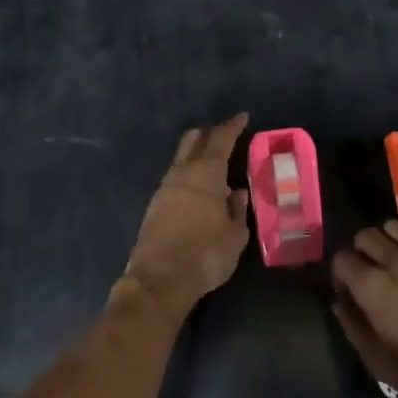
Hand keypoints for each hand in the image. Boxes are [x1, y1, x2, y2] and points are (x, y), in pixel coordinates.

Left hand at [125, 114, 250, 312]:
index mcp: (206, 174)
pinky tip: (196, 187)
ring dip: (196, 153)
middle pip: (194, 140)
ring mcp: (164, 188)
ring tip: (212, 162)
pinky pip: (174, 177)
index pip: (221, 140)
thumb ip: (237, 210)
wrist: (159, 281)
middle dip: (210, 133)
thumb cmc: (205, 255)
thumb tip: (236, 193)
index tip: (242, 117)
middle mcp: (182, 173)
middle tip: (225, 134)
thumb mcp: (235, 236)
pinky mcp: (154, 205)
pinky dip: (187, 173)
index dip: (233, 126)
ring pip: (181, 158)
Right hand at [332, 215, 397, 397]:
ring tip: (397, 261)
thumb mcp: (374, 360)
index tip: (349, 291)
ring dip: (390, 241)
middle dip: (362, 253)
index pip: (341, 258)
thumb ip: (351, 323)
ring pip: (395, 226)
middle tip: (372, 275)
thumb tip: (340, 300)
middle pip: (366, 236)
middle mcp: (395, 262)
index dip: (341, 275)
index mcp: (372, 286)